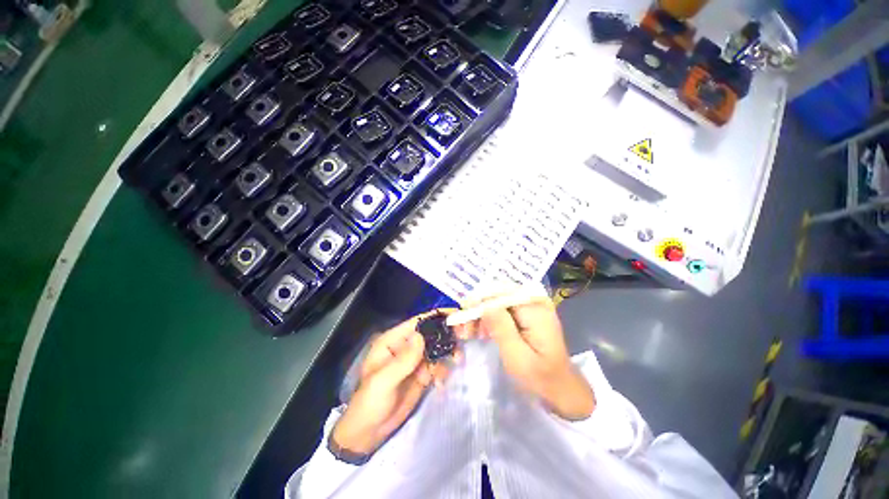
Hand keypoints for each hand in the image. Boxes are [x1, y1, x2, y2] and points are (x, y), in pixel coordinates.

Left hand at [332, 310, 455, 454]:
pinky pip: (438, 365)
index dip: (436, 316)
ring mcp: (415, 360)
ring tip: (457, 361)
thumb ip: (403, 360)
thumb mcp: (383, 381)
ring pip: (437, 348)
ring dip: (448, 353)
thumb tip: (421, 336)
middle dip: (447, 334)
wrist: (369, 433)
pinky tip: (440, 382)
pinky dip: (443, 370)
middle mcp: (406, 346)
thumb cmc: (369, 402)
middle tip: (464, 337)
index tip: (457, 315)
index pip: (417, 322)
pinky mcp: (422, 374)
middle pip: (431, 333)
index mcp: (393, 341)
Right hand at [456, 294, 594, 420]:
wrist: (560, 387)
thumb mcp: (517, 356)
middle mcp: (534, 301)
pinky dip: (491, 318)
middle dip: (479, 308)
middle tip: (464, 328)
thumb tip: (483, 303)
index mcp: (535, 309)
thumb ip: (501, 327)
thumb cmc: (540, 377)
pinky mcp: (528, 314)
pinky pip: (504, 308)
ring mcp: (532, 307)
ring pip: (498, 301)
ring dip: (482, 314)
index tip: (463, 315)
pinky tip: (482, 331)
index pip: (501, 292)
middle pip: (498, 294)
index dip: (480, 300)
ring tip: (470, 332)